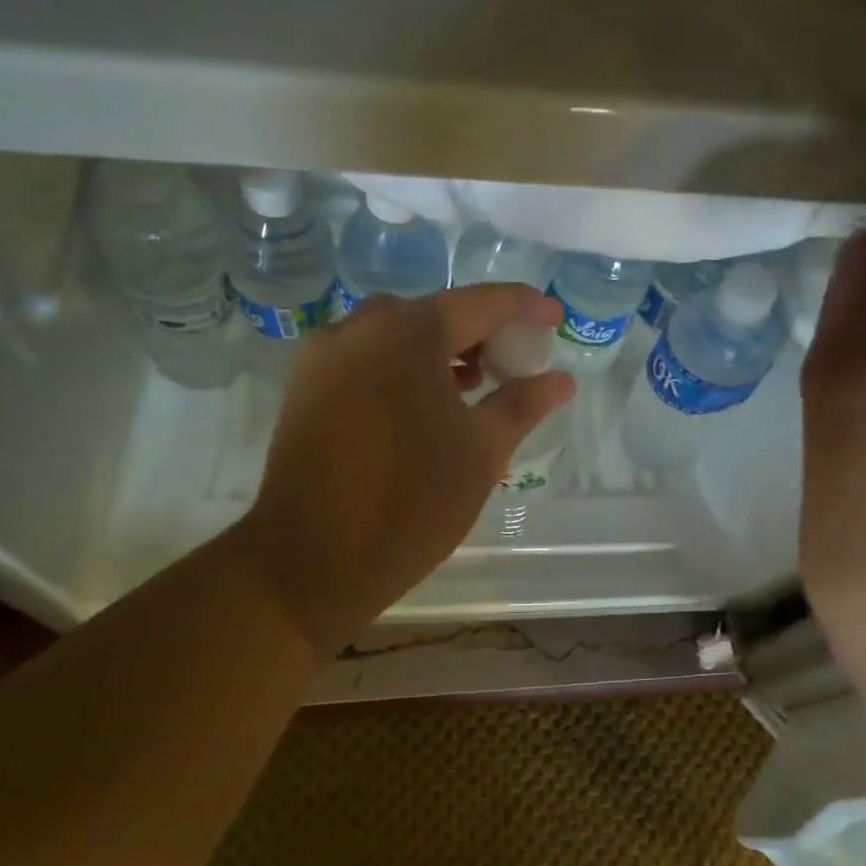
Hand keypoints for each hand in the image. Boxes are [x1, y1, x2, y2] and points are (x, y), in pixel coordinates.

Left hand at [234, 285, 574, 651]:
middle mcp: (358, 329)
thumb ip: (523, 404)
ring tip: (474, 385)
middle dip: (478, 331)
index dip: (523, 307)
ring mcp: (323, 357)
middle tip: (512, 361)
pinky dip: (401, 368)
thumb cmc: (410, 501)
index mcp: (407, 334)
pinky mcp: (304, 388)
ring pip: (394, 335)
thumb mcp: (482, 452)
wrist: (310, 562)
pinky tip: (424, 405)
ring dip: (438, 350)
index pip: (479, 303)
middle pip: (433, 314)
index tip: (554, 318)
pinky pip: (365, 359)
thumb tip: (561, 380)